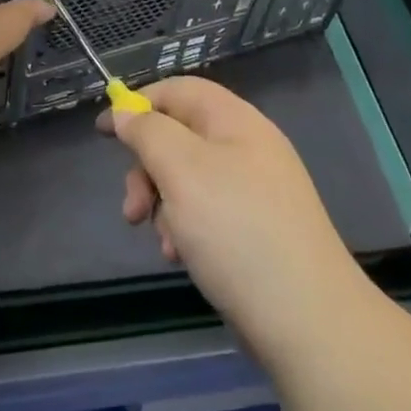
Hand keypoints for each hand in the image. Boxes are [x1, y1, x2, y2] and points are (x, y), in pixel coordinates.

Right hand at [102, 76, 369, 366]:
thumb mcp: (181, 170)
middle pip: (179, 137)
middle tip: (133, 209)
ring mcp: (254, 191)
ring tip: (164, 243)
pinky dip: (185, 229)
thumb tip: (126, 111)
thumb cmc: (236, 230)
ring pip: (188, 180)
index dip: (139, 103)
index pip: (179, 90)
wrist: (307, 320)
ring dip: (163, 205)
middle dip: (147, 169)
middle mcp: (247, 148)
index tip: (103, 131)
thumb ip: (148, 132)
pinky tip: (182, 258)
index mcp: (235, 120)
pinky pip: (207, 213)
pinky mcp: (255, 230)